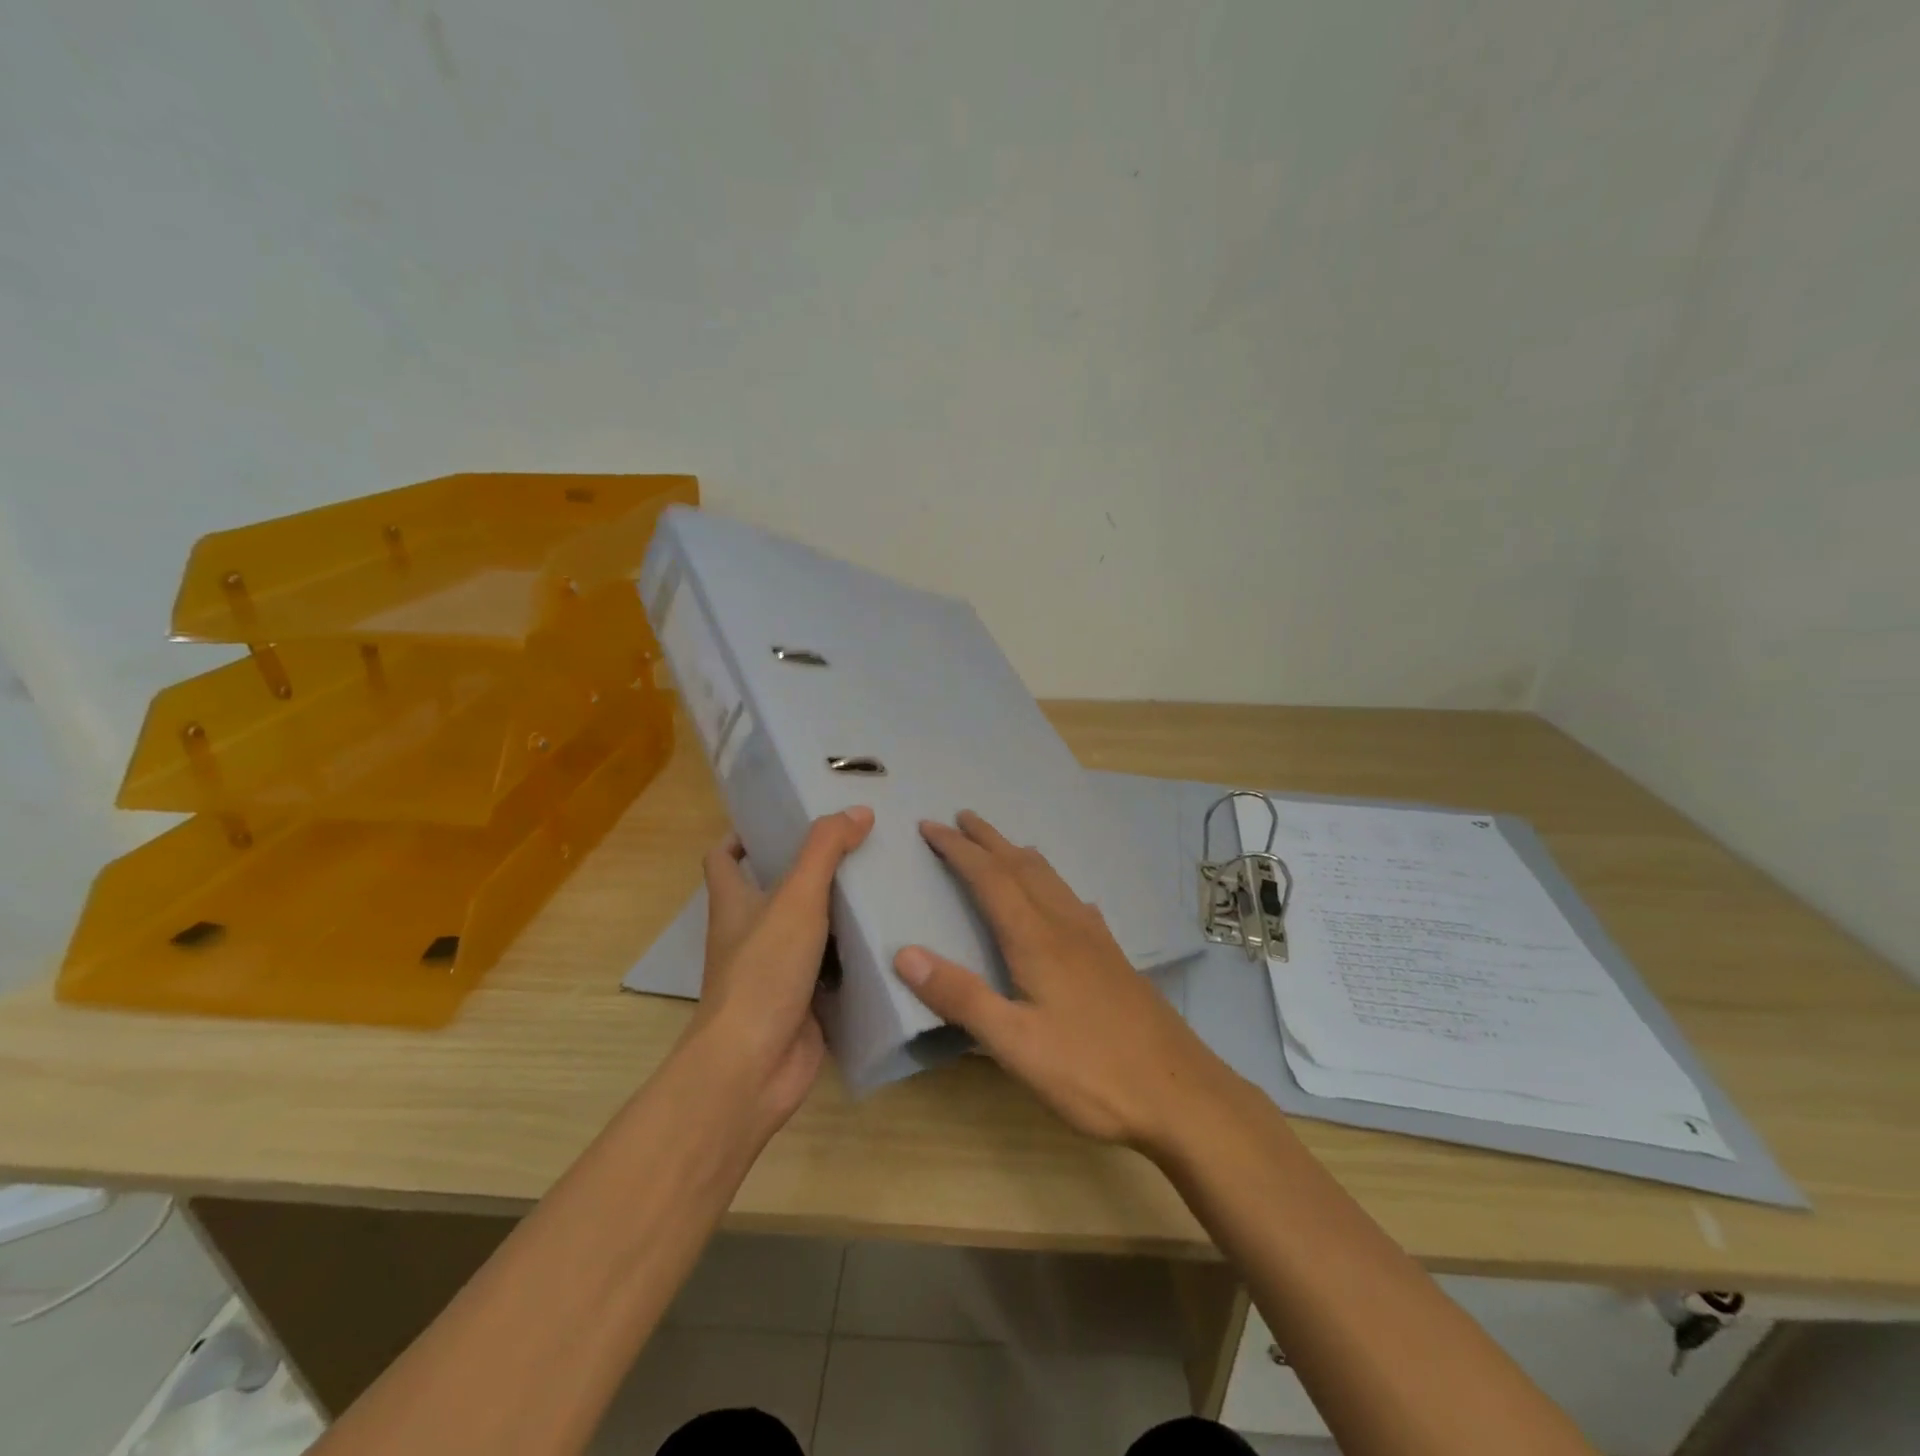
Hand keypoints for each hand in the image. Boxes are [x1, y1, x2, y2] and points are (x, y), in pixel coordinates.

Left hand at [685, 806, 873, 1136]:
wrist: (754, 1066)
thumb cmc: (764, 971)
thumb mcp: (795, 898)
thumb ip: (825, 850)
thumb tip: (858, 810)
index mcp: (734, 903)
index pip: (724, 858)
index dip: (745, 836)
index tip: (787, 820)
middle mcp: (751, 933)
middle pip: (776, 890)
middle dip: (811, 869)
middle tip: (858, 845)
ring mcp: (778, 970)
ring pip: (810, 929)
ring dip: (839, 911)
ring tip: (884, 882)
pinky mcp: (805, 1001)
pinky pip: (834, 969)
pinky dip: (855, 955)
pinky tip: (892, 938)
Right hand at [892, 811, 1232, 1148]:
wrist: (1181, 1094)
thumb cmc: (1092, 1072)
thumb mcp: (1015, 1044)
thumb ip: (961, 997)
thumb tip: (904, 953)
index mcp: (1037, 940)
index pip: (990, 879)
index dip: (958, 850)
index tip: (930, 826)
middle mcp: (1067, 927)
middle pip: (1023, 867)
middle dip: (988, 840)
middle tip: (961, 817)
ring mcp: (1097, 941)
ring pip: (1052, 881)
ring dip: (1020, 856)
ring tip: (1003, 845)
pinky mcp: (1115, 959)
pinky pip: (1076, 903)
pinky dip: (1054, 886)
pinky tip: (1065, 902)